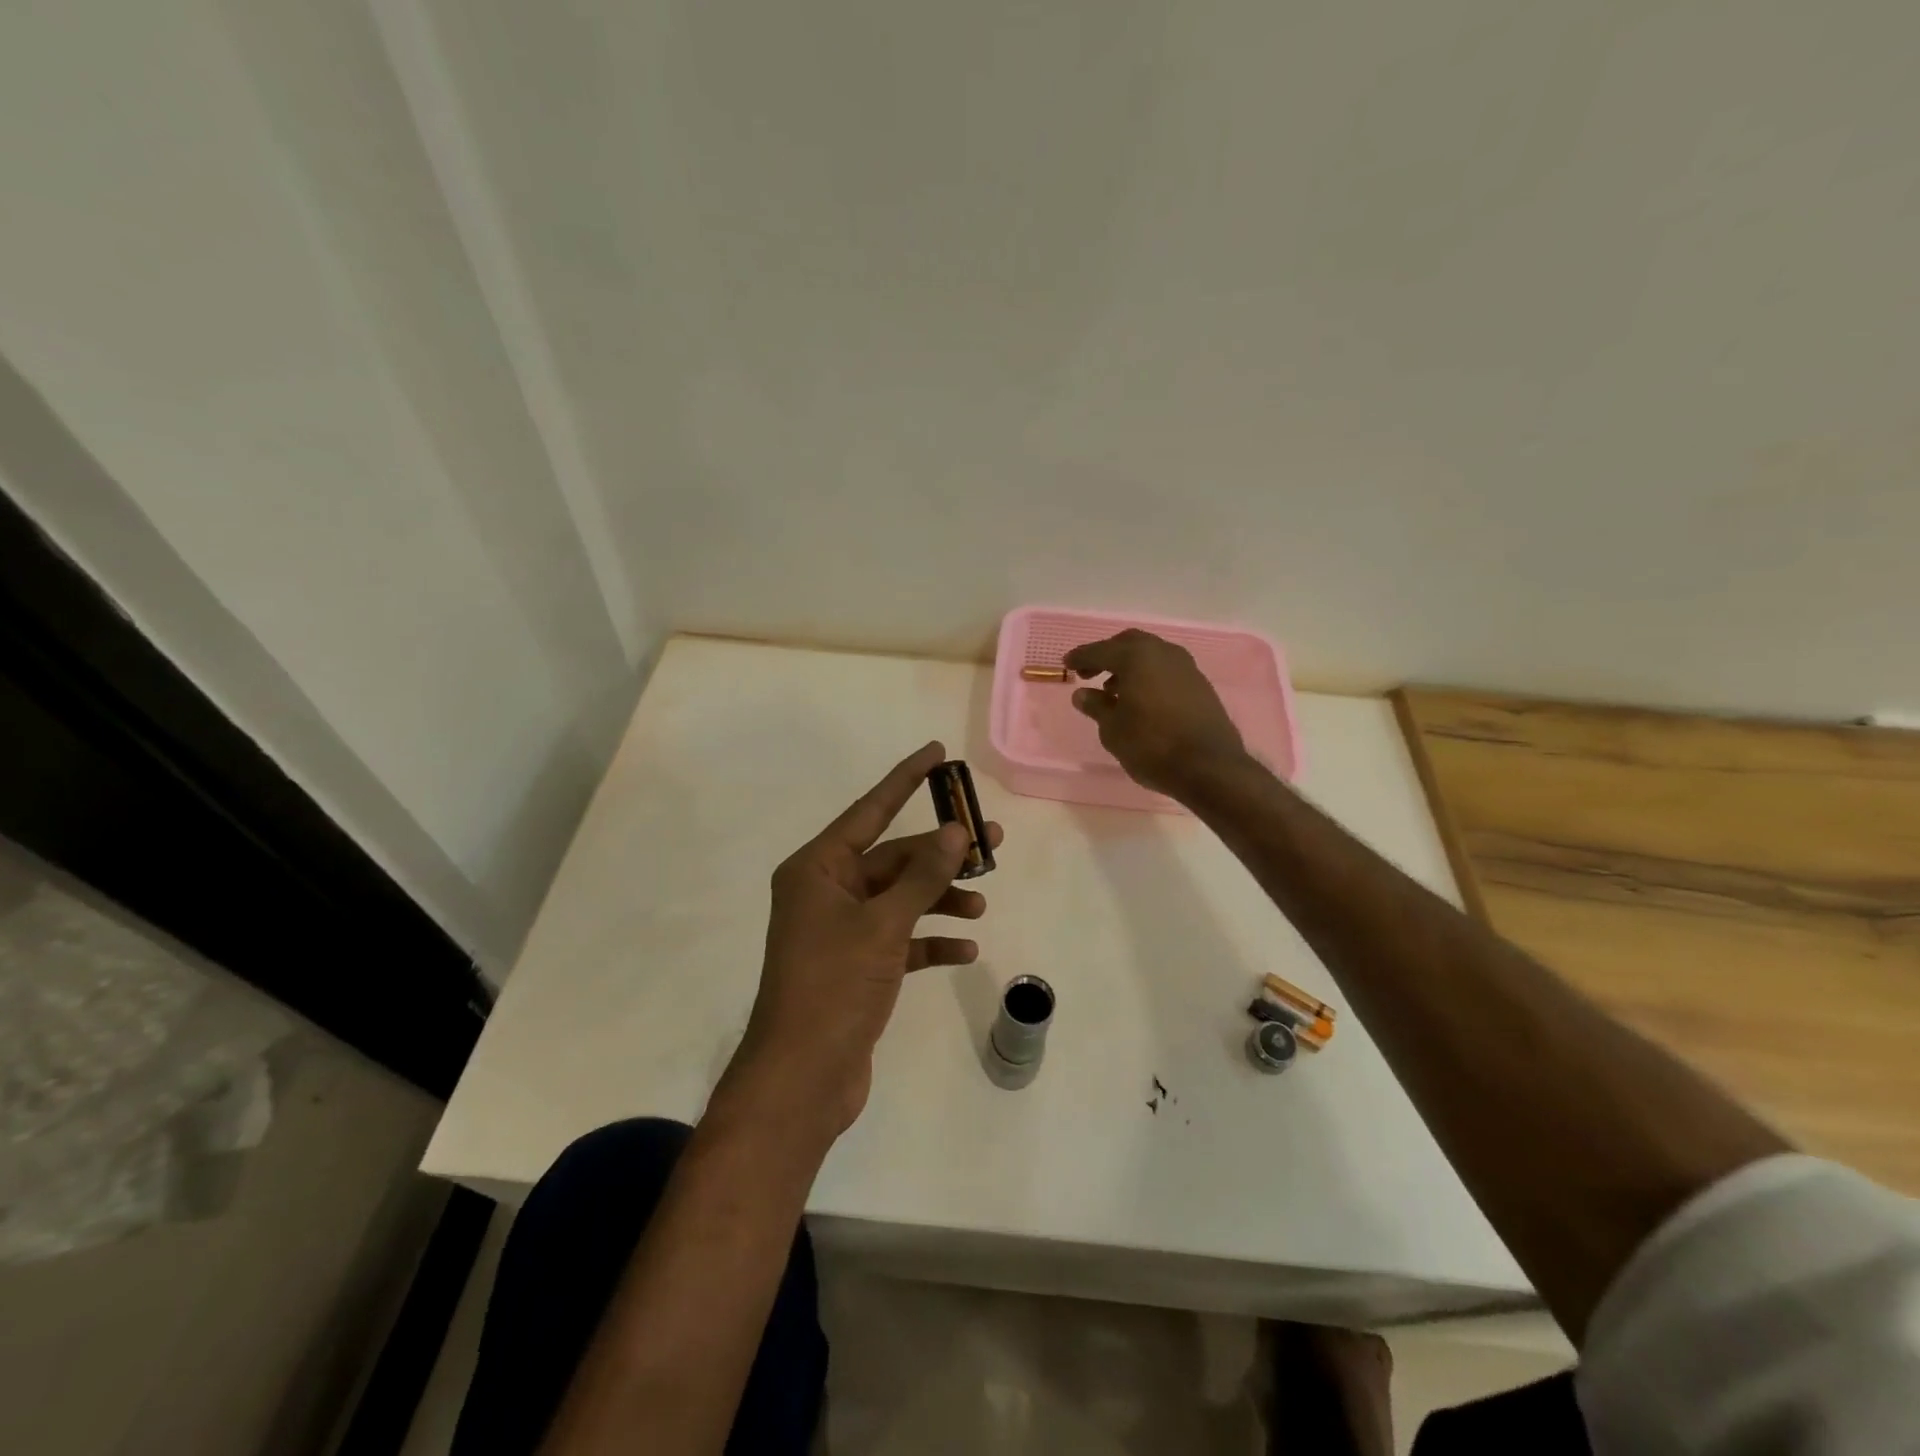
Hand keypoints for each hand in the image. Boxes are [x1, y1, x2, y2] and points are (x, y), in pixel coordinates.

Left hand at [726, 742, 1003, 1137]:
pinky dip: (930, 940)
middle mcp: (826, 891)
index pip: (870, 811)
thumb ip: (922, 876)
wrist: (803, 1078)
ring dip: (940, 898)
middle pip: (893, 858)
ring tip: (980, 903)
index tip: (936, 753)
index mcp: (818, 869)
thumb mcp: (882, 925)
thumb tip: (954, 831)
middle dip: (940, 854)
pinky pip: (900, 938)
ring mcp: (841, 930)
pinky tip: (965, 950)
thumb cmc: (834, 987)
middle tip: (992, 844)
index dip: (904, 779)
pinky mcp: (857, 964)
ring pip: (900, 898)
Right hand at [1064, 630, 1249, 798]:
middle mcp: (1163, 653)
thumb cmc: (1152, 746)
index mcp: (1137, 657)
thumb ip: (1096, 706)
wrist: (1210, 767)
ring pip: (1151, 655)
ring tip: (1113, 690)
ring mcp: (1186, 667)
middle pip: (1129, 644)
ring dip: (1129, 666)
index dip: (1081, 657)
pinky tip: (1141, 700)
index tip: (1066, 664)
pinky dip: (1148, 676)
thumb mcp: (1113, 730)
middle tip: (1089, 673)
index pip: (1100, 650)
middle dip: (1107, 655)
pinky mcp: (1200, 685)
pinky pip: (1166, 670)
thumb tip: (1083, 694)